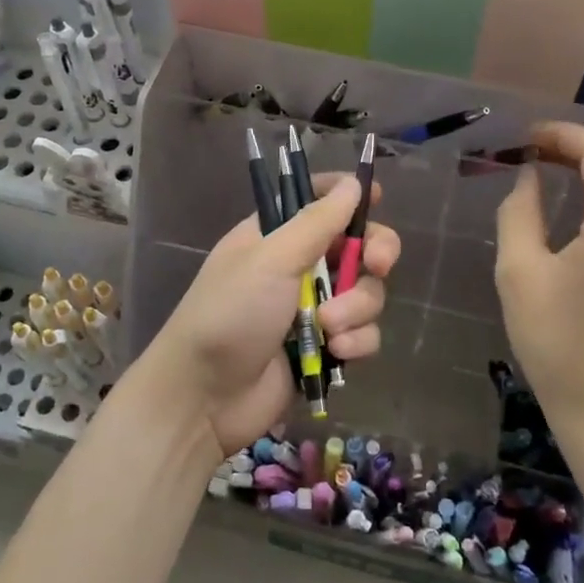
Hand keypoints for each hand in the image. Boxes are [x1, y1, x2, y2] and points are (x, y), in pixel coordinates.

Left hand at [148, 174, 399, 457]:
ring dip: (357, 307)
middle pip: (358, 245)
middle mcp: (299, 266)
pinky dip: (356, 341)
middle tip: (378, 264)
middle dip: (374, 253)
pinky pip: (363, 332)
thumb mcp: (271, 259)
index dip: (349, 196)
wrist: (205, 399)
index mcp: (277, 235)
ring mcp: (315, 308)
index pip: (319, 200)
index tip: (377, 197)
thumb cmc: (230, 314)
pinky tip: (337, 352)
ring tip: (329, 328)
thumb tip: (353, 184)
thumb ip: (317, 222)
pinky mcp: (326, 347)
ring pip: (367, 291)